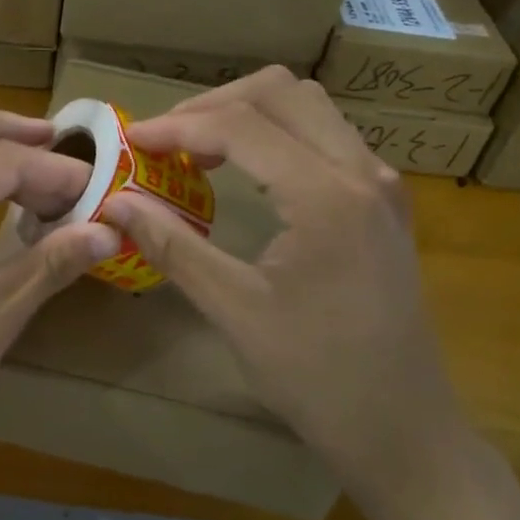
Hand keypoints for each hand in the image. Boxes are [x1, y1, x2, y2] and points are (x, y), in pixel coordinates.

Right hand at [99, 69, 477, 513]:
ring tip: (199, 149)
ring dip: (249, 113)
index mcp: (325, 196)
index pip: (241, 125)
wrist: (402, 428)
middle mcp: (362, 172)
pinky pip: (328, 136)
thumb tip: (117, 202)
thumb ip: (173, 246)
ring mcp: (381, 184)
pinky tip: (247, 169)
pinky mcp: (385, 202)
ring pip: (309, 106)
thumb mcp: (234, 310)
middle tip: (166, 141)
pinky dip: (279, 134)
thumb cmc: (316, 377)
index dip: (178, 126)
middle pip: (281, 92)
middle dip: (214, 105)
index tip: (132, 141)